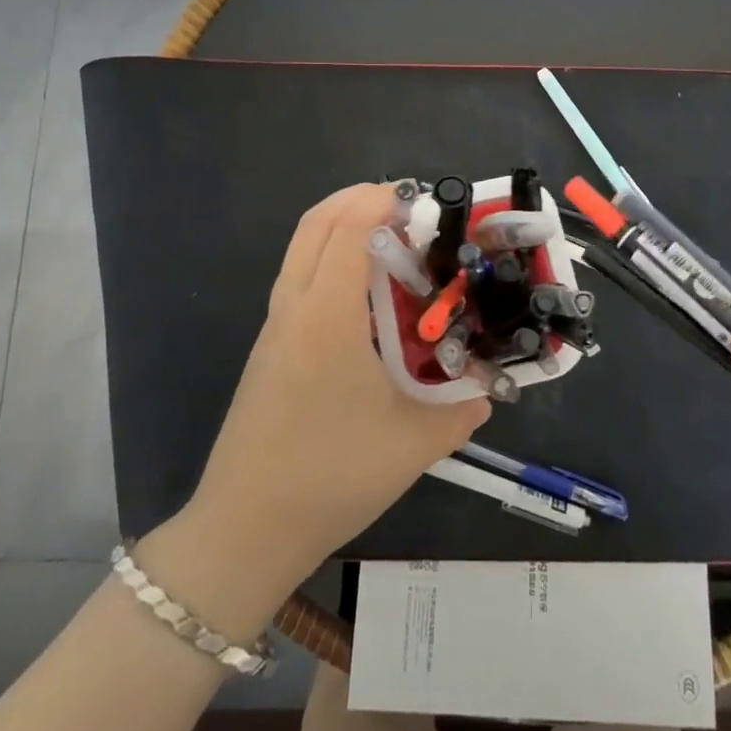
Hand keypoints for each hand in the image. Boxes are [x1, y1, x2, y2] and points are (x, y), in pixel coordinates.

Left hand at [179, 183, 489, 596]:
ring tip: (391, 246)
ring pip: (302, 249)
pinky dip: (330, 261)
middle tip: (406, 208)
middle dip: (358, 199)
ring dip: (341, 229)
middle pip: (316, 223)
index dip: (383, 201)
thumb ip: (460, 411)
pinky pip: (299, 279)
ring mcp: (274, 327)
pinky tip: (365, 300)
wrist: (244, 530)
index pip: (349, 228)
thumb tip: (487, 394)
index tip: (423, 200)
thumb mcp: (412, 445)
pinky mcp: (269, 348)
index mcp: (327, 316)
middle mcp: (295, 307)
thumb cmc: (329, 476)